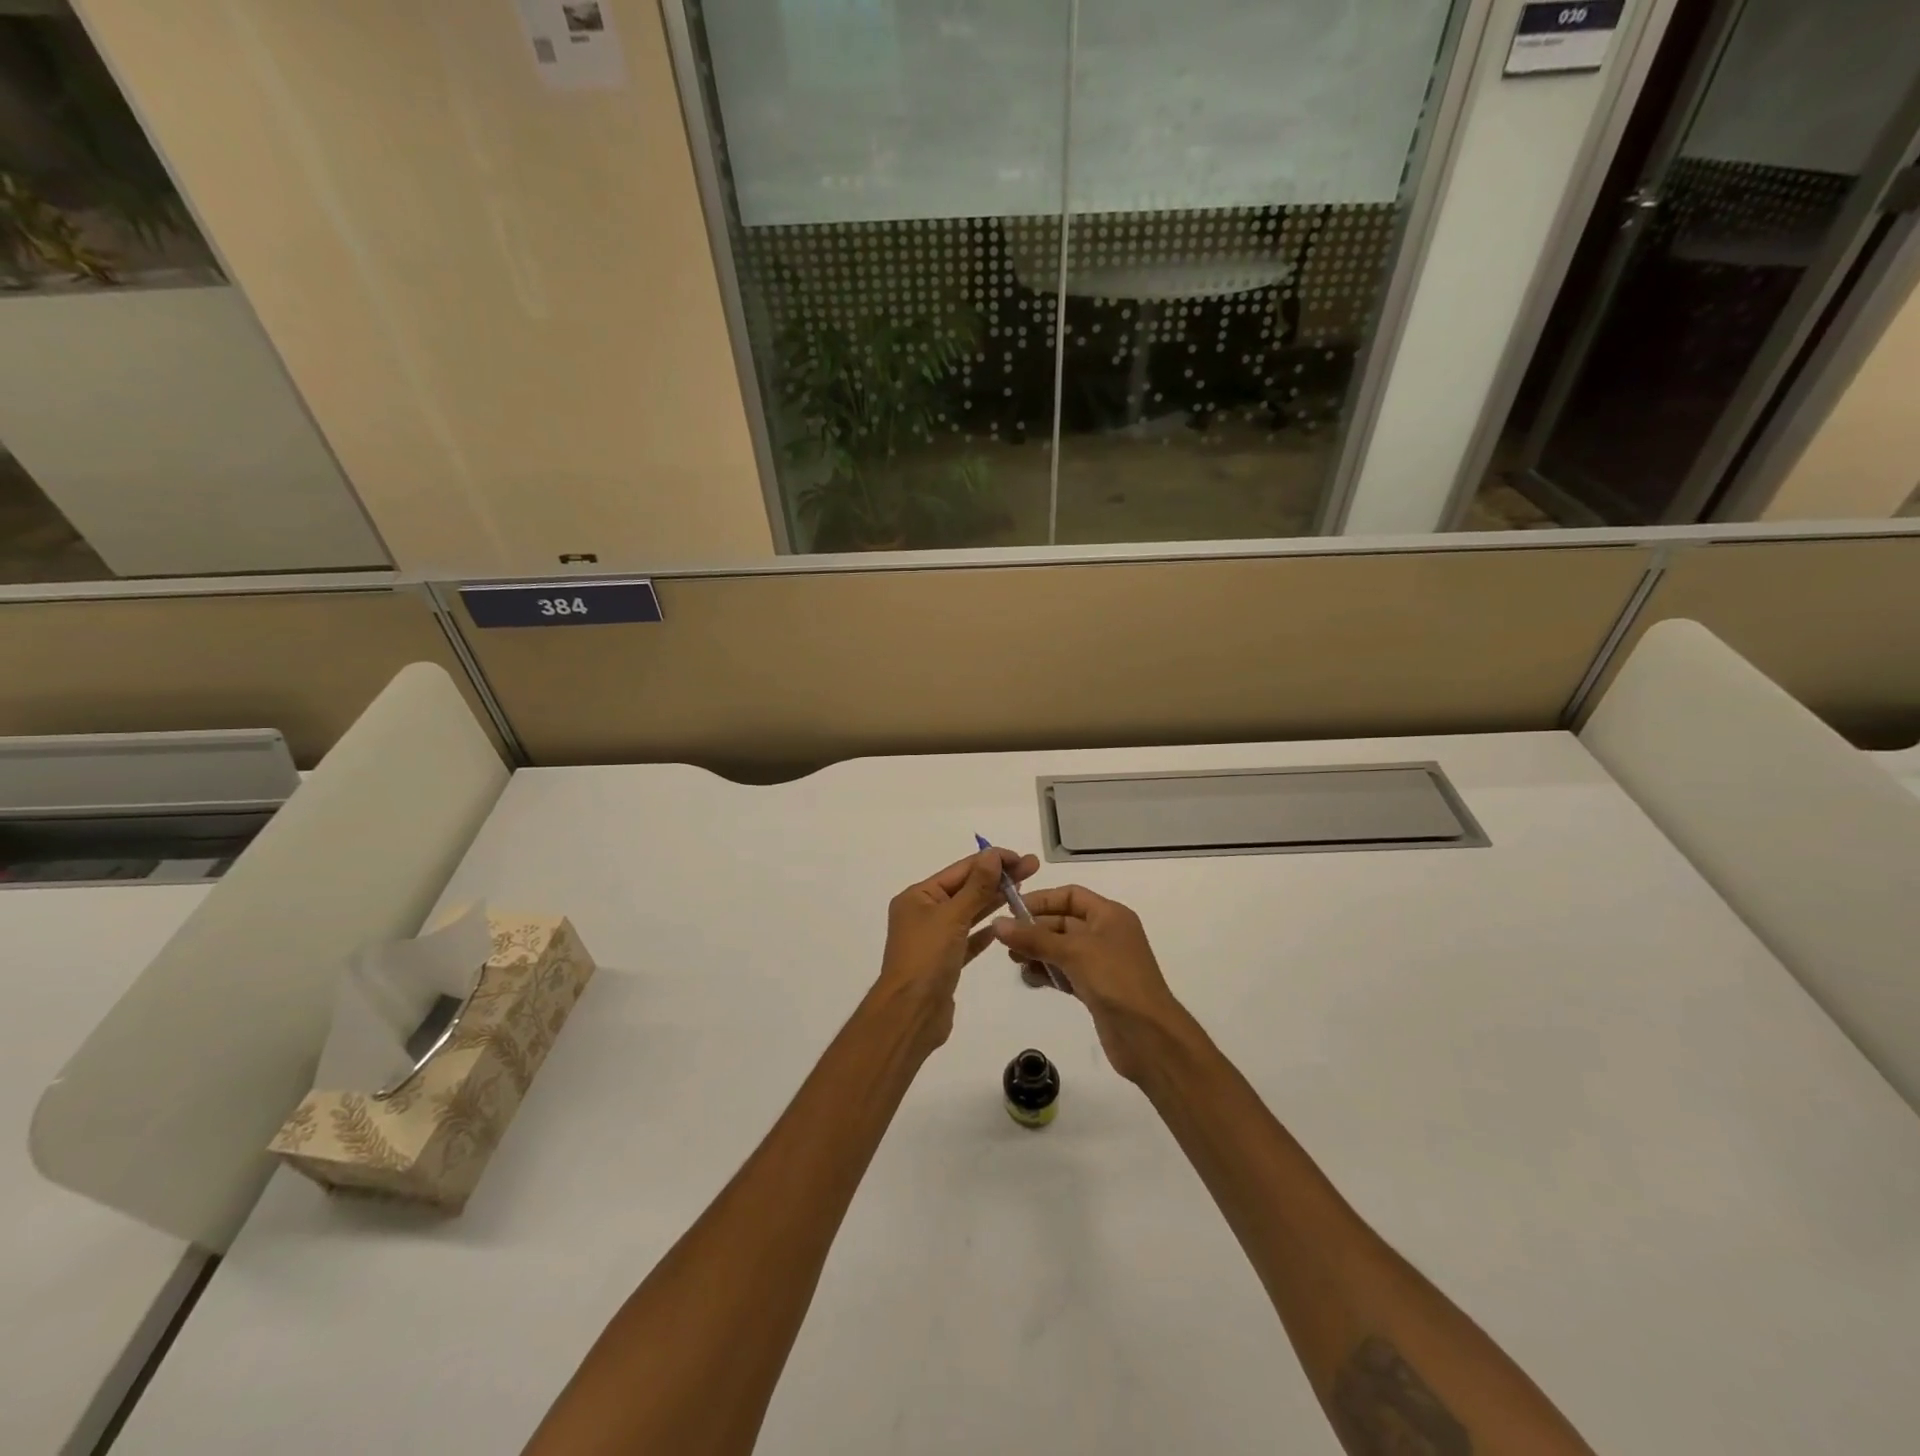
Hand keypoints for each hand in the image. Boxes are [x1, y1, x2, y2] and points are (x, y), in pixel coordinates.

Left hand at [875, 848, 1037, 1054]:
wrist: (911, 1014)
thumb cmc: (927, 958)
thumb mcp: (952, 916)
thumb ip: (976, 886)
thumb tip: (991, 855)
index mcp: (918, 896)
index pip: (961, 870)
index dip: (992, 861)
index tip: (1021, 857)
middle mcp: (924, 913)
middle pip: (966, 889)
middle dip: (998, 879)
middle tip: (1033, 868)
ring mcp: (934, 938)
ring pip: (969, 913)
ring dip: (994, 901)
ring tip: (1024, 890)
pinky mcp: (945, 962)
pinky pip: (968, 939)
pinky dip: (985, 931)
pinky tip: (1004, 925)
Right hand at [992, 886, 1182, 1083]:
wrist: (1149, 1036)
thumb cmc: (1115, 980)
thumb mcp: (1073, 952)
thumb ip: (1034, 937)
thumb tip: (997, 924)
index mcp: (1110, 915)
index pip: (1071, 895)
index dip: (1042, 900)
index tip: (1011, 911)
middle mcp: (1106, 934)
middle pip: (1063, 922)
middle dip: (1035, 929)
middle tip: (1005, 941)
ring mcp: (1102, 963)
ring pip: (1062, 949)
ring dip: (1038, 952)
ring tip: (1013, 961)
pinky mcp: (1096, 989)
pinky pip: (1066, 972)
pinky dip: (1048, 973)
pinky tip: (1028, 979)